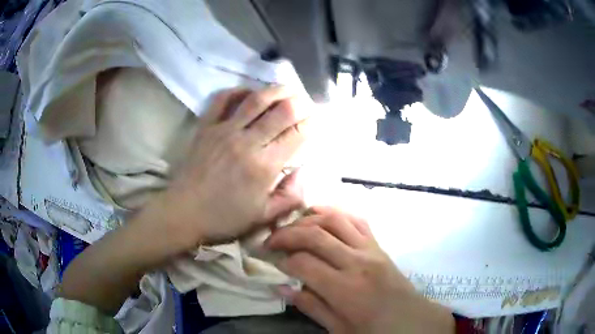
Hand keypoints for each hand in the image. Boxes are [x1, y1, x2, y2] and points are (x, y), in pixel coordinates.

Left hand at [163, 86, 311, 244]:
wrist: (184, 211)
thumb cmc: (224, 217)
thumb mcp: (263, 217)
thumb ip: (290, 196)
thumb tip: (304, 171)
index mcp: (264, 166)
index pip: (297, 134)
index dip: (311, 124)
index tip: (316, 121)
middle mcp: (247, 141)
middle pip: (281, 111)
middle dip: (300, 103)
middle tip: (307, 102)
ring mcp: (224, 130)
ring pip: (256, 99)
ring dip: (276, 90)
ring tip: (287, 89)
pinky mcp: (206, 126)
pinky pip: (223, 99)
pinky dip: (238, 91)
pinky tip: (249, 91)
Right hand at [266, 207, 454, 333]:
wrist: (412, 321)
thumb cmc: (375, 331)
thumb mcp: (339, 329)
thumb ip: (310, 306)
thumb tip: (281, 287)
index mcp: (345, 289)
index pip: (303, 263)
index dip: (282, 260)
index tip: (271, 261)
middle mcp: (357, 262)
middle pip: (315, 235)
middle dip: (286, 234)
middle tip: (270, 240)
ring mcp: (370, 249)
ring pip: (334, 220)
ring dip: (308, 218)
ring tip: (291, 225)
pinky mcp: (379, 245)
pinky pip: (356, 220)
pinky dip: (335, 213)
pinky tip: (321, 216)